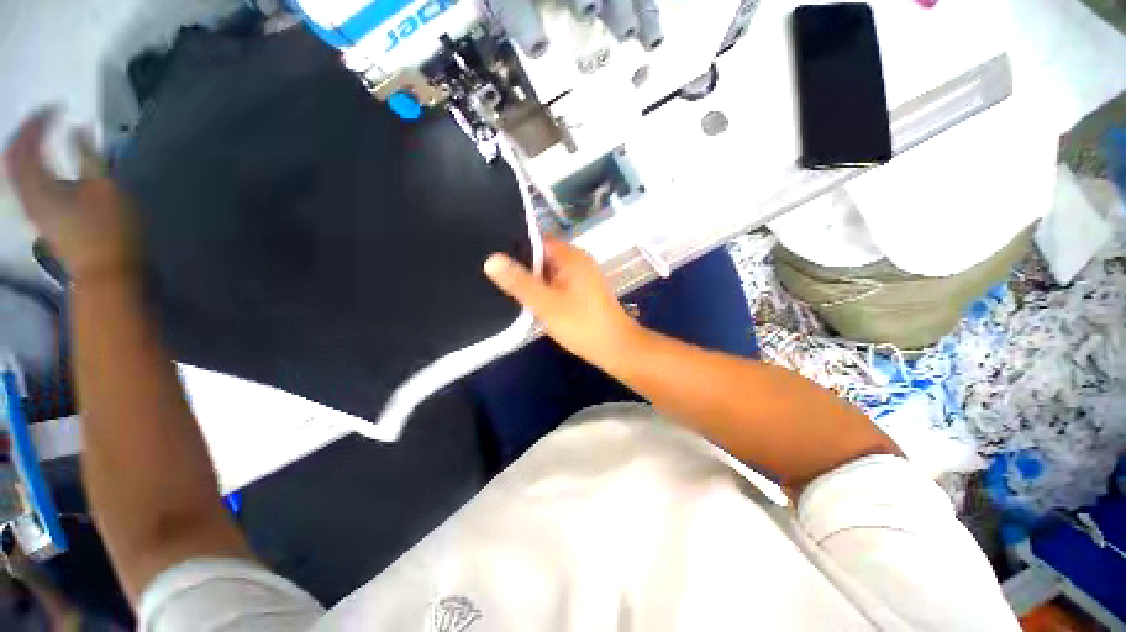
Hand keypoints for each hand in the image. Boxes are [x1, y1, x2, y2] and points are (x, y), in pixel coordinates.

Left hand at [4, 109, 137, 282]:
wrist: (107, 273)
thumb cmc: (109, 230)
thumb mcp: (105, 188)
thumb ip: (88, 155)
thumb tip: (78, 128)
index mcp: (38, 184)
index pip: (26, 142)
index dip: (39, 120)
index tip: (59, 107)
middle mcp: (26, 195)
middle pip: (14, 156)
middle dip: (27, 133)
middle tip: (46, 118)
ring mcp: (32, 209)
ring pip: (16, 171)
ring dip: (26, 150)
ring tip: (42, 137)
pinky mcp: (41, 218)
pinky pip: (24, 184)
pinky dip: (31, 167)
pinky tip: (43, 164)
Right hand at [484, 237, 641, 365]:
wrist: (616, 348)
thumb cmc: (581, 324)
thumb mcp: (545, 303)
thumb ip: (518, 282)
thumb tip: (491, 259)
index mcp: (571, 256)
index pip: (537, 241)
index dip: (514, 247)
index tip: (492, 257)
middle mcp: (578, 261)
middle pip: (542, 256)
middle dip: (522, 267)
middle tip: (495, 277)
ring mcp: (582, 277)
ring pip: (549, 273)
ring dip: (533, 281)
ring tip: (506, 288)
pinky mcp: (583, 292)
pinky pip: (558, 284)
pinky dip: (545, 290)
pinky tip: (531, 301)